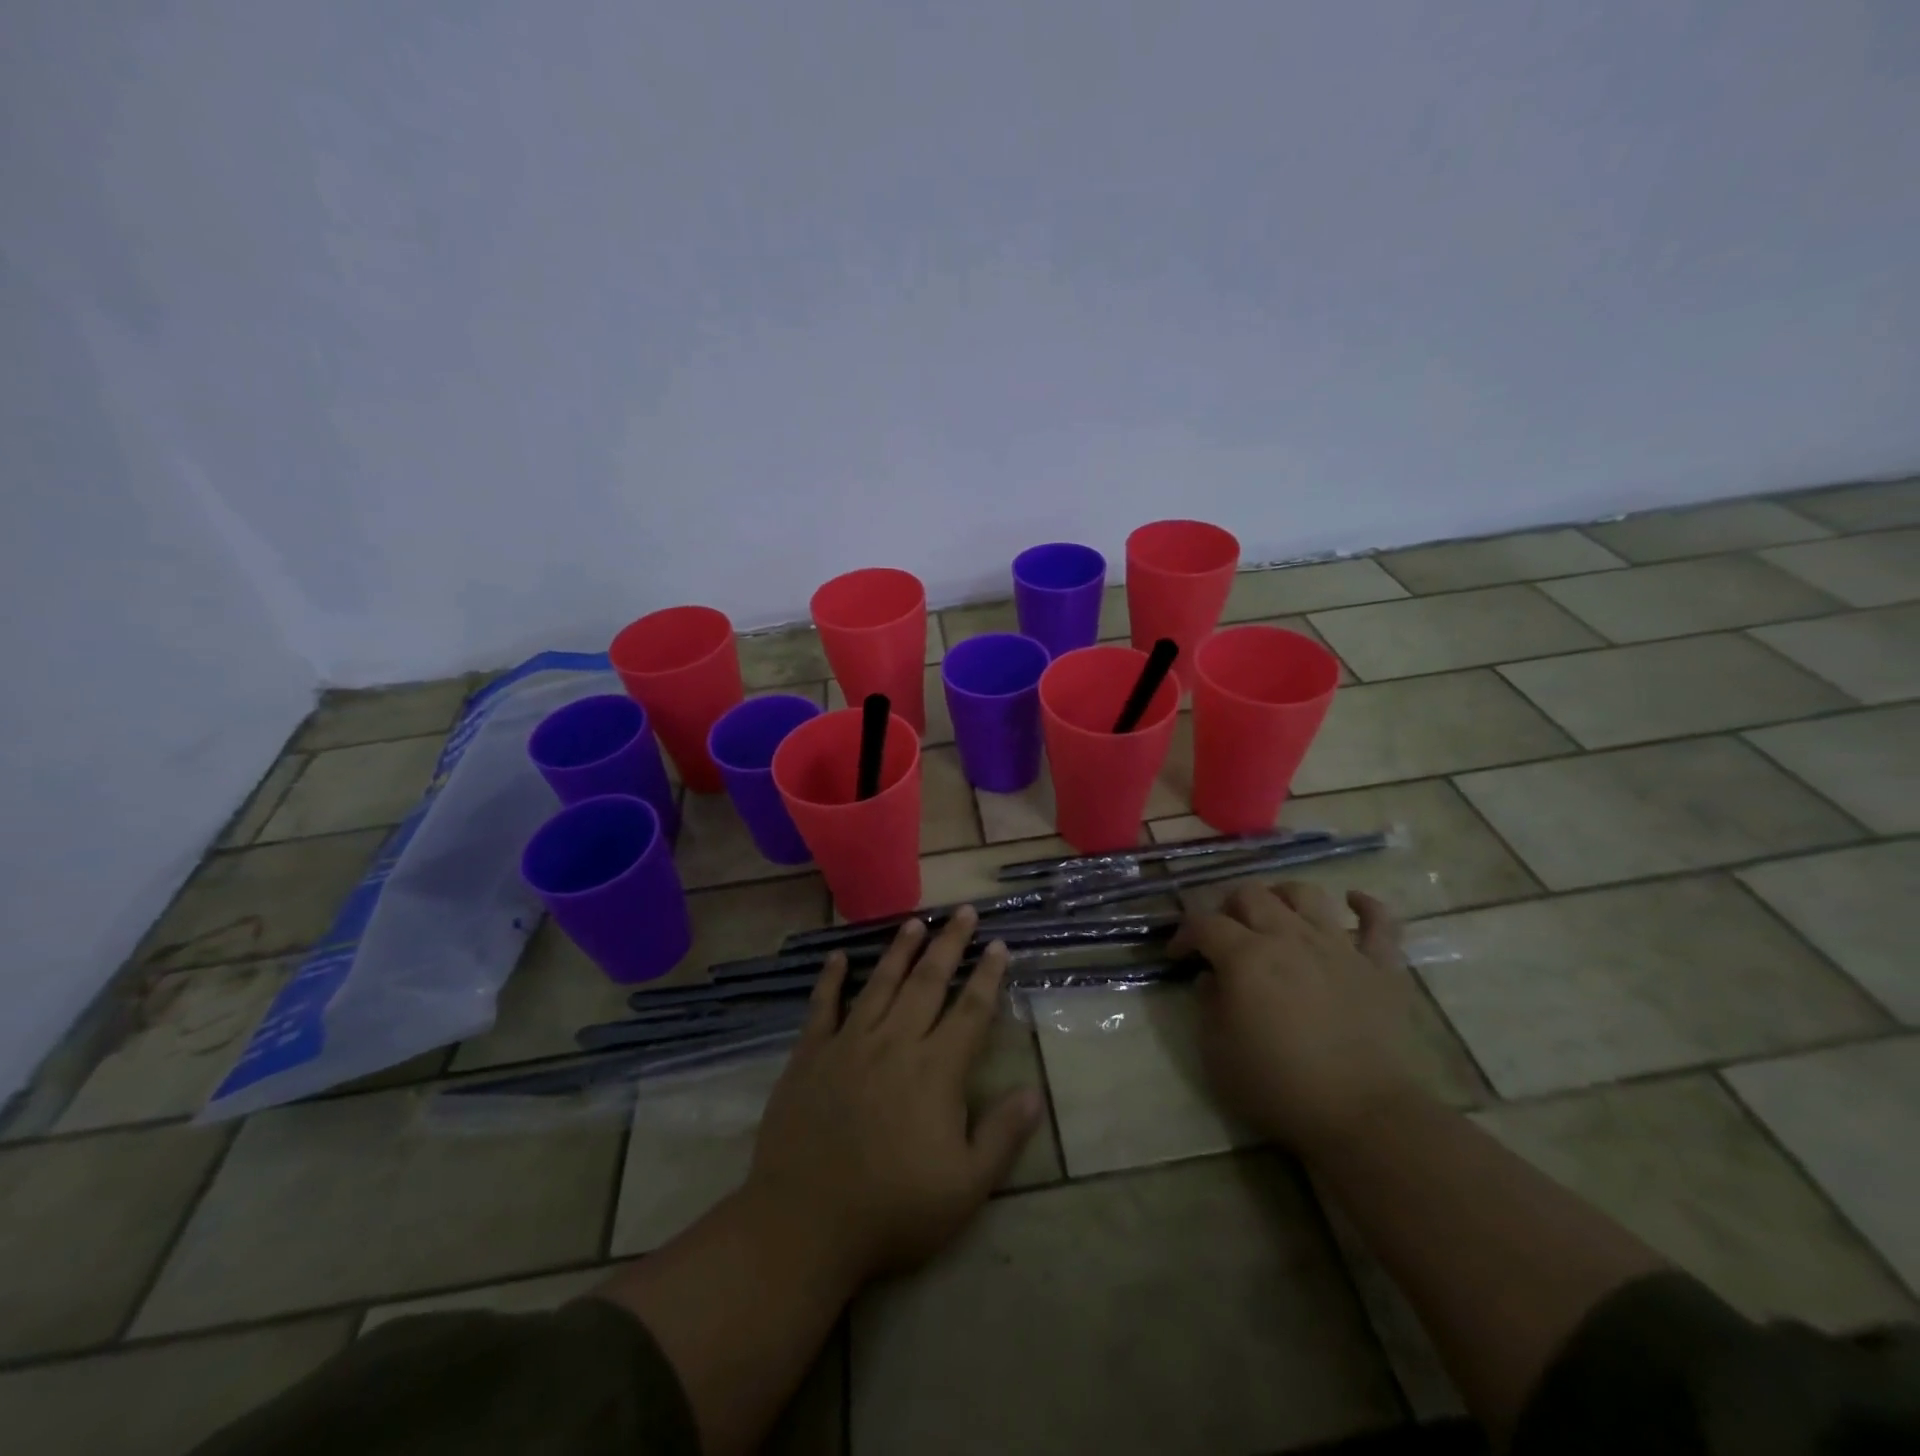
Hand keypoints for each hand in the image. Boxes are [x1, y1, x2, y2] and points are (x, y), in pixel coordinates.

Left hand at [744, 907, 1043, 1286]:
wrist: (805, 1224)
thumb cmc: (893, 1210)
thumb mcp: (965, 1187)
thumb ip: (1002, 1135)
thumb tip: (1035, 1092)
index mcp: (936, 1069)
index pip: (970, 1010)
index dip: (988, 975)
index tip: (999, 944)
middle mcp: (895, 1042)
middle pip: (928, 982)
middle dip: (950, 944)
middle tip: (964, 911)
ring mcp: (849, 1044)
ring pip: (881, 984)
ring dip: (900, 951)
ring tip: (915, 922)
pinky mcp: (810, 1056)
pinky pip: (823, 1007)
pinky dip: (830, 979)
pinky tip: (838, 957)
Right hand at [1172, 881, 1428, 1159]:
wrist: (1363, 1114)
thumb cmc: (1279, 1086)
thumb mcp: (1217, 1052)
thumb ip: (1208, 1005)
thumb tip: (1211, 979)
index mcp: (1245, 957)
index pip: (1204, 923)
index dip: (1184, 934)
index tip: (1178, 956)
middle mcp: (1289, 937)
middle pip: (1251, 894)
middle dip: (1228, 907)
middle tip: (1224, 934)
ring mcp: (1338, 946)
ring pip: (1306, 894)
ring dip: (1283, 896)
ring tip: (1275, 914)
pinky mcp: (1380, 965)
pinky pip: (1379, 920)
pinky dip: (1366, 905)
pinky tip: (1352, 901)